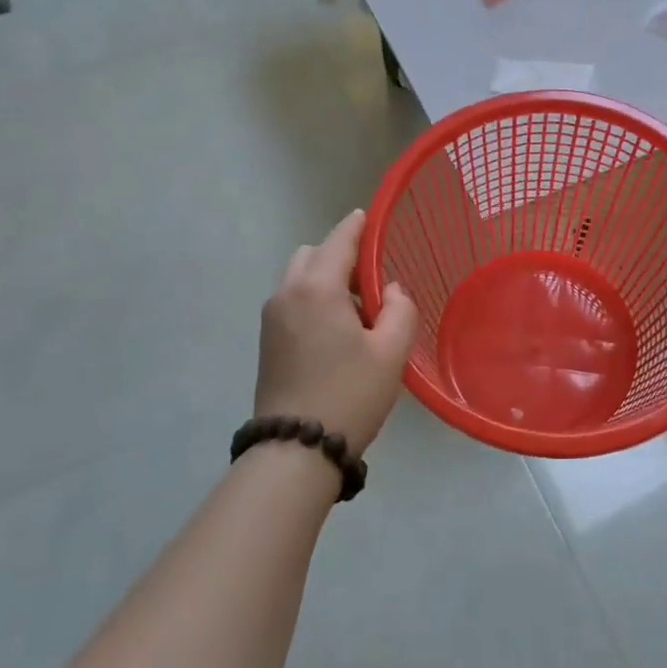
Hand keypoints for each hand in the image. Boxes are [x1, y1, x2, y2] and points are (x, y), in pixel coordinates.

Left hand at [254, 209, 417, 457]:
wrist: (295, 450)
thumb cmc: (349, 394)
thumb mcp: (390, 352)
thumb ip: (399, 309)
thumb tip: (390, 290)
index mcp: (317, 288)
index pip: (339, 239)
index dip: (358, 225)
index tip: (372, 217)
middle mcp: (287, 293)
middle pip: (313, 254)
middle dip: (340, 255)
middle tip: (370, 281)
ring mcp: (271, 317)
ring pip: (299, 277)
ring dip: (325, 278)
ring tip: (356, 310)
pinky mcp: (267, 340)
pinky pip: (292, 300)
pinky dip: (313, 298)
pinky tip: (336, 330)